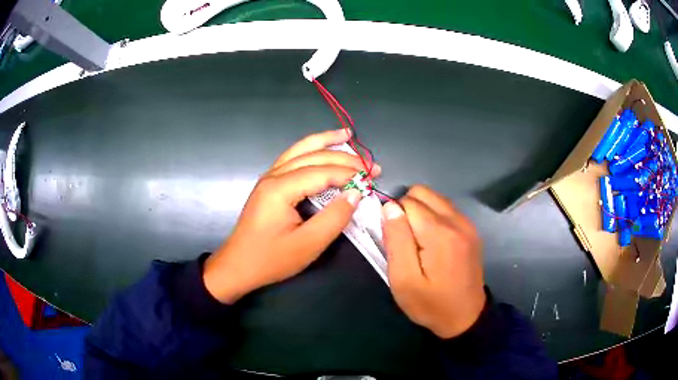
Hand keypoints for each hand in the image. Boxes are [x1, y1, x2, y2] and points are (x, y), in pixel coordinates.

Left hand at [203, 129, 380, 303]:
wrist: (237, 267)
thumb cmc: (270, 259)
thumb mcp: (308, 245)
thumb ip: (334, 217)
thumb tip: (355, 194)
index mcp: (280, 188)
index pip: (322, 172)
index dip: (350, 174)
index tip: (373, 180)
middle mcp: (273, 175)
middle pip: (312, 156)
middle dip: (344, 158)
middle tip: (371, 165)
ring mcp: (268, 177)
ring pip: (299, 150)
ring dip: (324, 142)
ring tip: (346, 135)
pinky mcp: (268, 184)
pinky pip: (292, 158)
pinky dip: (310, 150)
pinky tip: (322, 149)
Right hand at [382, 186, 485, 338]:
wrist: (465, 317)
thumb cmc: (430, 304)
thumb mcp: (404, 280)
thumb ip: (396, 240)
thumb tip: (389, 206)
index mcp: (440, 233)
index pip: (407, 203)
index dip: (394, 217)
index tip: (393, 240)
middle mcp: (457, 221)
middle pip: (422, 193)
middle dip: (406, 209)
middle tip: (404, 239)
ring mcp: (467, 224)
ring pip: (434, 198)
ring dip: (420, 211)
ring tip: (417, 240)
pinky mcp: (471, 230)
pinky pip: (446, 208)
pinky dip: (433, 216)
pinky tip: (432, 241)